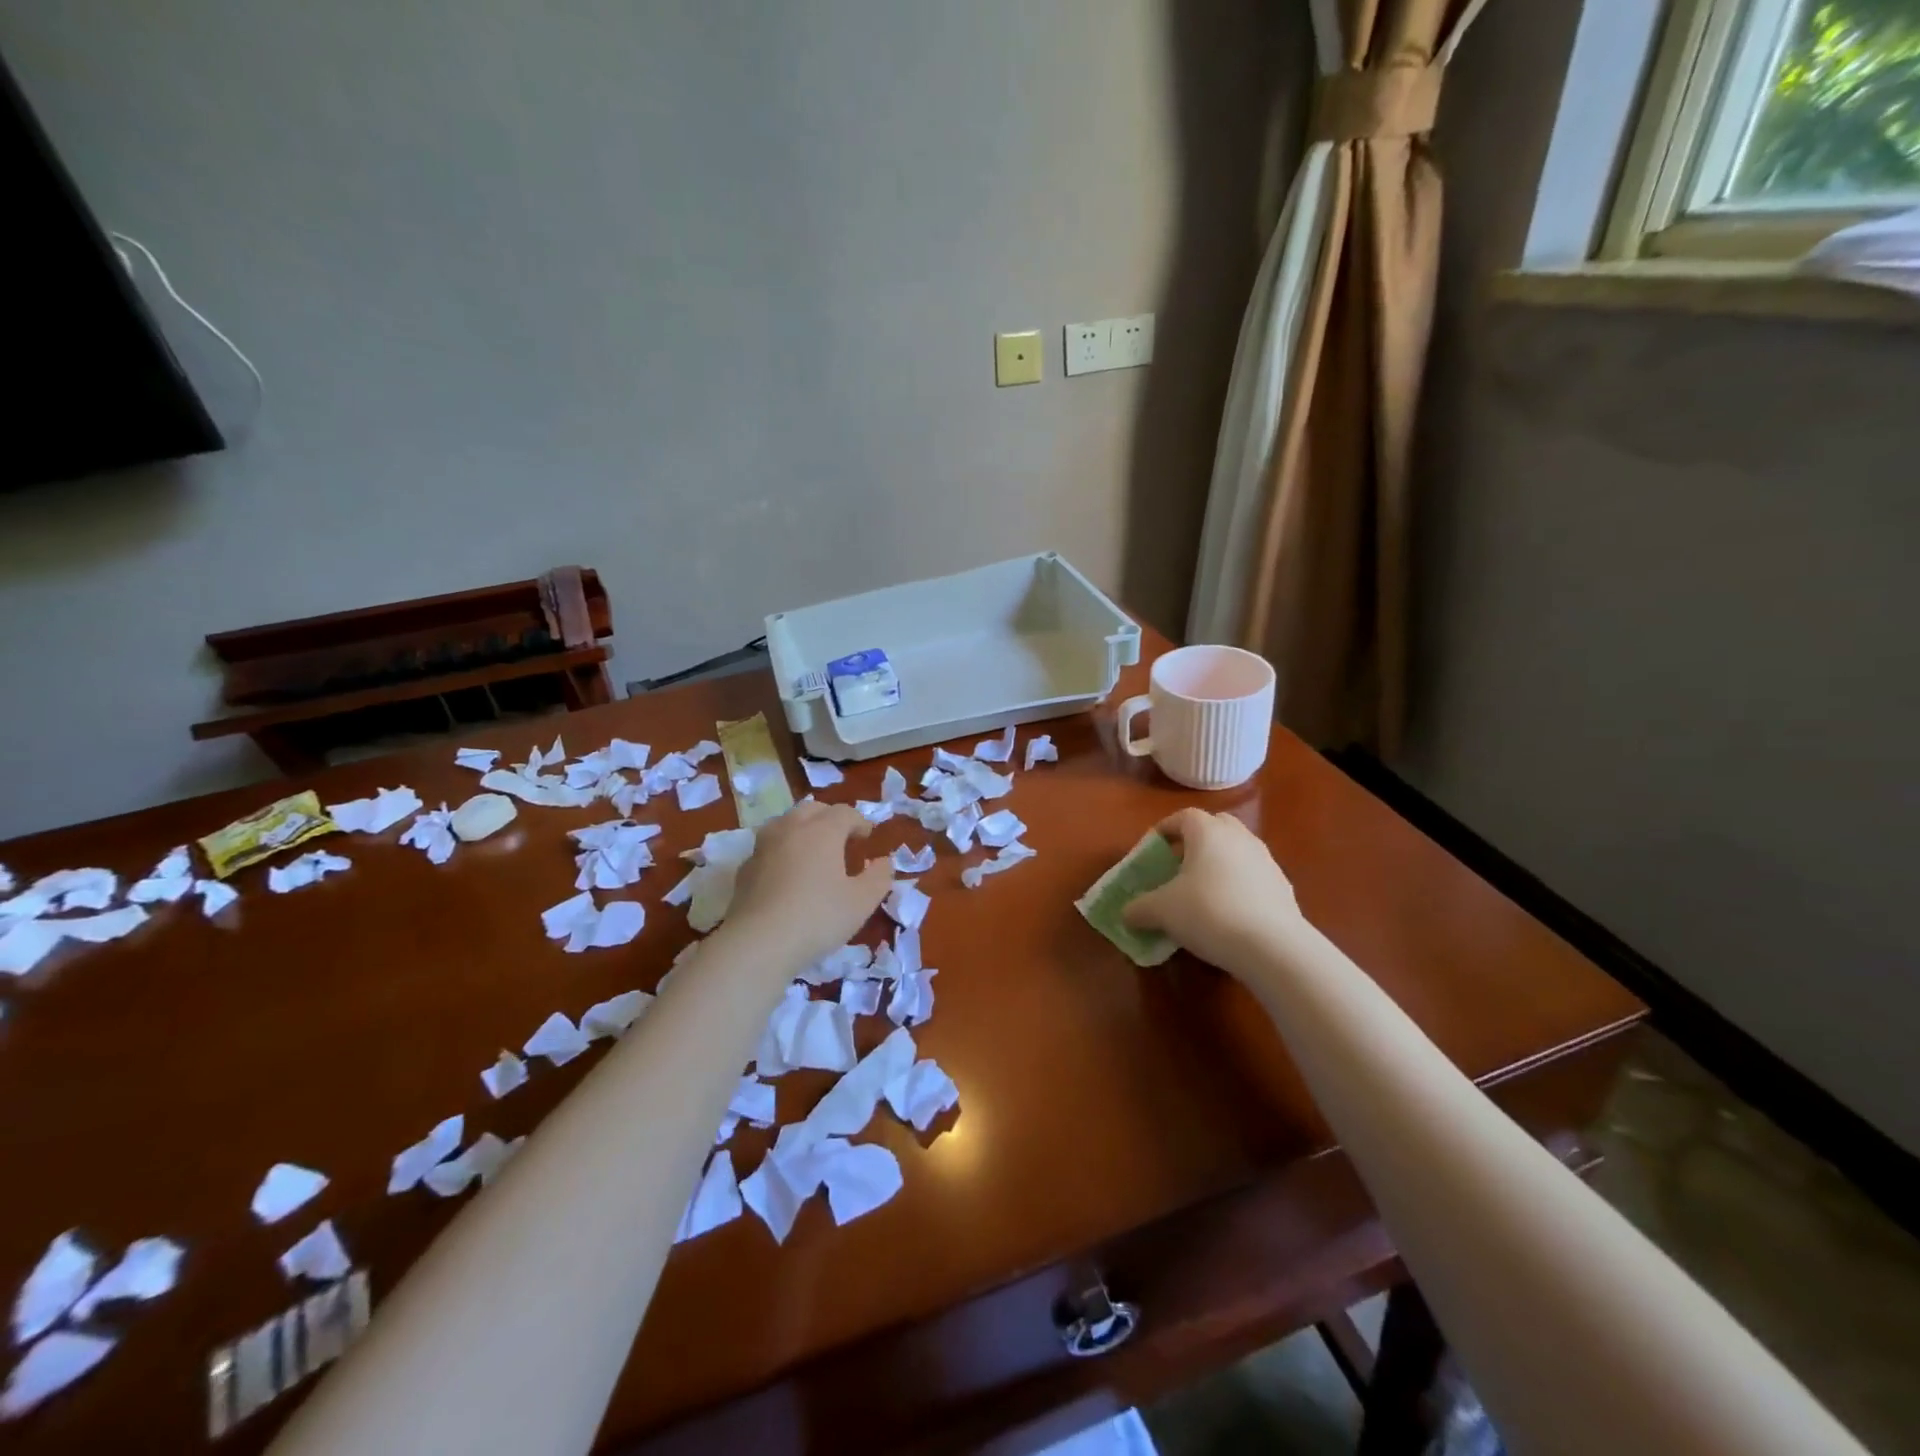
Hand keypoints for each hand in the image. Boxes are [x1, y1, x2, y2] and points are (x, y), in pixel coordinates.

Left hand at [724, 800, 892, 968]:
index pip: (844, 812)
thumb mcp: (862, 902)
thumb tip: (884, 862)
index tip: (867, 837)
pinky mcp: (745, 869)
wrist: (759, 943)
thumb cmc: (818, 917)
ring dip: (802, 829)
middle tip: (842, 838)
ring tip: (811, 850)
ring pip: (784, 823)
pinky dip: (781, 851)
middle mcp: (790, 829)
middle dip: (829, 818)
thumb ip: (879, 877)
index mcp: (822, 831)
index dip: (859, 821)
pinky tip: (786, 874)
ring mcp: (763, 847)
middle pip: (812, 809)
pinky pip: (767, 848)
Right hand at [1122, 808, 1305, 971]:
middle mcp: (1239, 837)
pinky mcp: (1284, 887)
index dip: (1165, 830)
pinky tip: (1229, 913)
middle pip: (1215, 826)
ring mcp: (1266, 861)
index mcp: (1208, 832)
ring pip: (1237, 851)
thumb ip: (1139, 908)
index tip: (1152, 849)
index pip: (1183, 817)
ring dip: (1220, 863)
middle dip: (1196, 841)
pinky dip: (1239, 886)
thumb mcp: (1161, 912)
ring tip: (1203, 891)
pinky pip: (1254, 877)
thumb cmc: (1208, 912)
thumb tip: (1126, 914)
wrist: (1273, 946)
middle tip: (1179, 865)